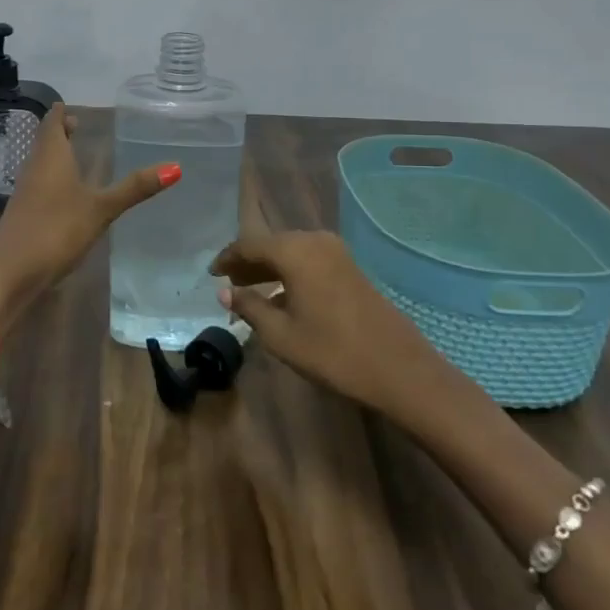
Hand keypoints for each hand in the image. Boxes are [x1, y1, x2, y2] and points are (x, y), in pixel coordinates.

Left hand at [0, 103, 177, 328]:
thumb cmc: (56, 231)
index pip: (52, 123)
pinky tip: (64, 195)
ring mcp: (24, 193)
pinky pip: (38, 186)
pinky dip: (51, 180)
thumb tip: (176, 166)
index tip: (70, 106)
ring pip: (40, 164)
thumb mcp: (101, 209)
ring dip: (55, 156)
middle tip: (76, 125)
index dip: (60, 113)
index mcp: (50, 158)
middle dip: (58, 132)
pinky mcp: (22, 215)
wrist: (10, 274)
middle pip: (44, 142)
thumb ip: (134, 188)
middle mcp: (34, 169)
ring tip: (73, 155)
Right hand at [210, 231, 438, 414]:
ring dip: (269, 268)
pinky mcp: (350, 267)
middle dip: (248, 263)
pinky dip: (289, 273)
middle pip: (271, 244)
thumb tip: (225, 293)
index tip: (211, 274)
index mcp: (294, 251)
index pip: (249, 245)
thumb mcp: (281, 335)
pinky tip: (281, 297)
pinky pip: (308, 261)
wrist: (399, 369)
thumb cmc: (332, 352)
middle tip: (227, 284)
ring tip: (249, 291)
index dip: (227, 259)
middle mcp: (314, 241)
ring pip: (291, 252)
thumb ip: (250, 307)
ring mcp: (336, 253)